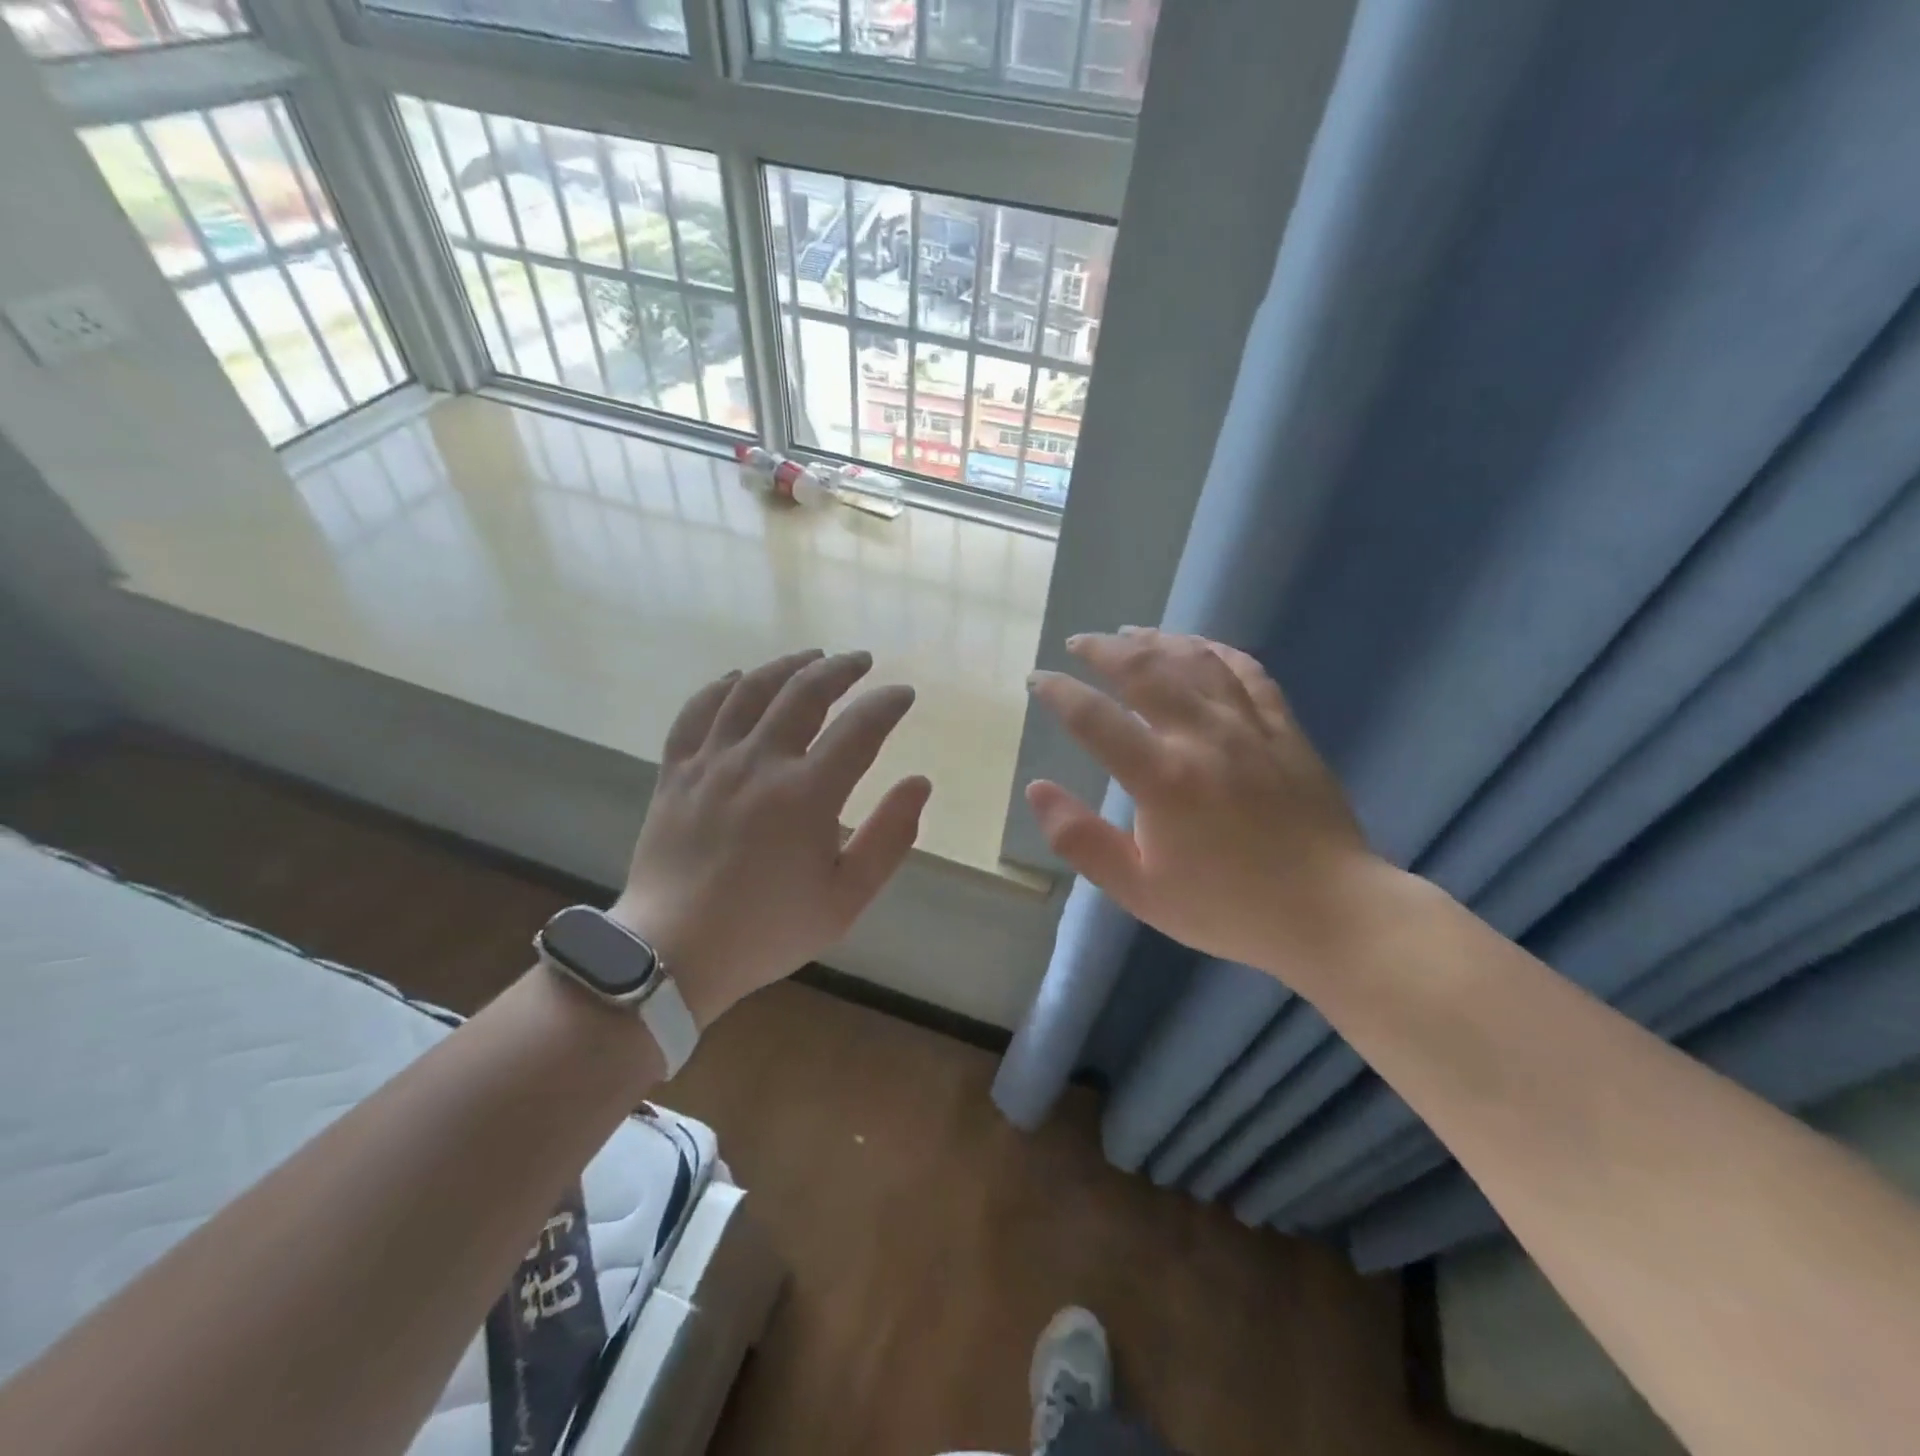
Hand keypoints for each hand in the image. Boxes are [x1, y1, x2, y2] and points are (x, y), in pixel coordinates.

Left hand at [611, 649, 929, 1029]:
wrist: (673, 952)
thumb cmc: (768, 930)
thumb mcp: (846, 898)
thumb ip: (890, 837)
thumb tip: (920, 782)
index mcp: (807, 794)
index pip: (860, 727)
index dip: (887, 703)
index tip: (903, 694)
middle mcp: (760, 762)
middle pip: (805, 692)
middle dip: (840, 669)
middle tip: (860, 661)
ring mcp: (712, 762)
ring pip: (751, 690)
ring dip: (787, 666)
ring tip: (811, 657)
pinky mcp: (676, 772)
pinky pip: (697, 712)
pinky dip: (721, 687)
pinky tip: (738, 678)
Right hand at [1026, 629, 1387, 982]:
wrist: (1330, 912)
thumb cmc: (1227, 906)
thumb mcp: (1139, 890)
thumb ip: (1081, 839)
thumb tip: (1036, 789)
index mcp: (1162, 778)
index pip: (1094, 718)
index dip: (1058, 692)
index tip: (1037, 679)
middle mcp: (1202, 737)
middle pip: (1145, 671)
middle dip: (1103, 651)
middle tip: (1079, 644)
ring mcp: (1249, 726)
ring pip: (1195, 661)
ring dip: (1155, 640)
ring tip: (1129, 634)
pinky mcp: (1284, 728)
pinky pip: (1247, 671)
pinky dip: (1216, 651)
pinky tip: (1198, 646)